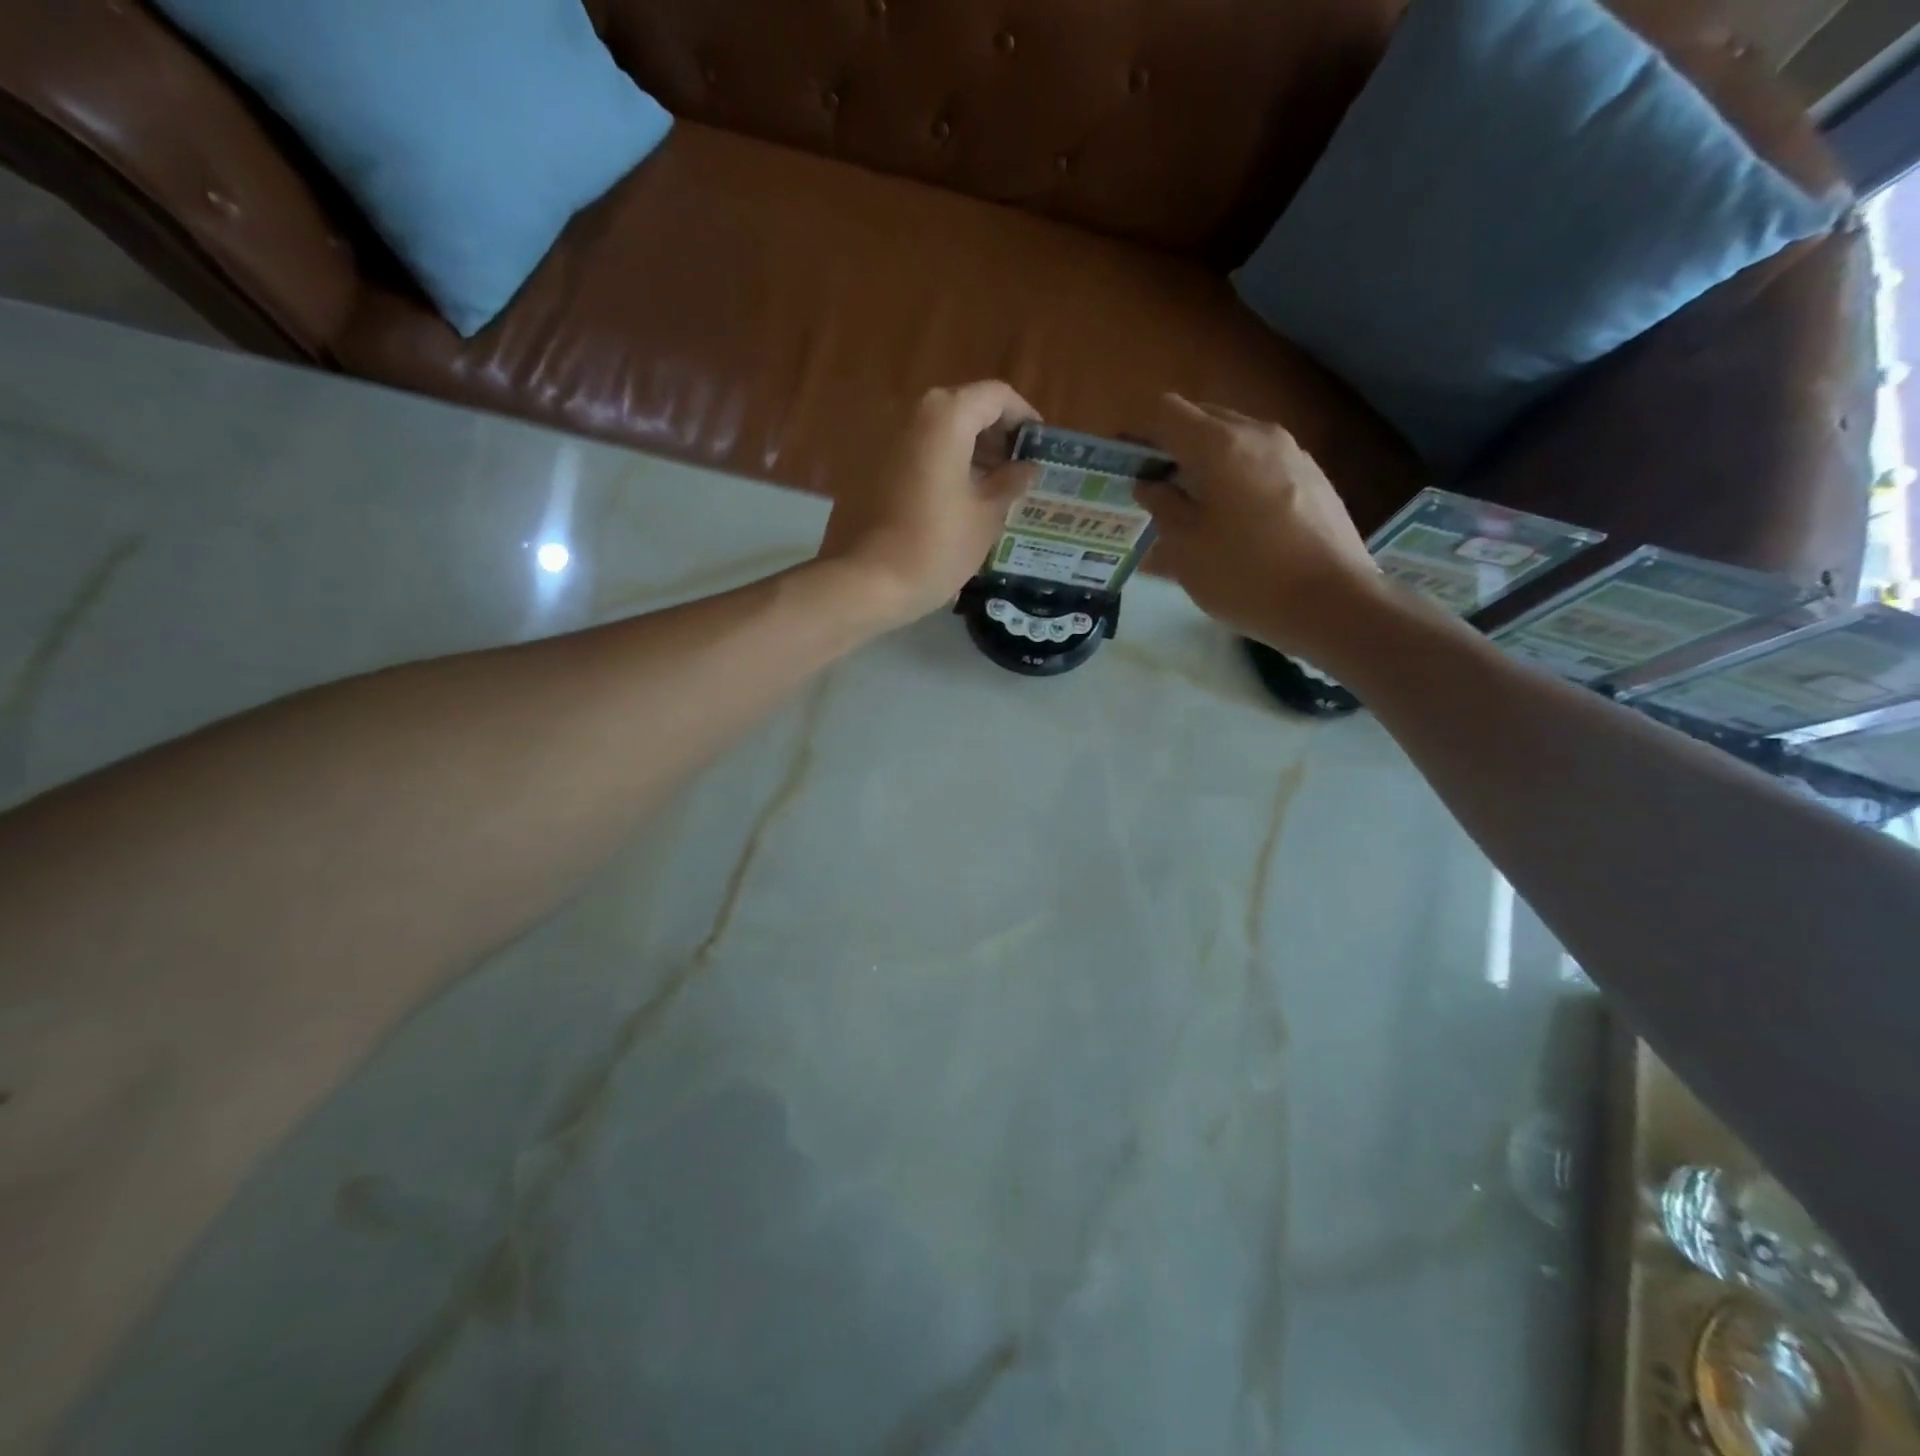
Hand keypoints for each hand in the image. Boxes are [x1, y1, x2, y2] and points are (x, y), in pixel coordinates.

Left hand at [817, 382, 1038, 626]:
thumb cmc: (937, 546)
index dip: (1023, 417)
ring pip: (938, 432)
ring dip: (968, 451)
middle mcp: (913, 415)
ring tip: (990, 489)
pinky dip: (941, 465)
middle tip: (1016, 471)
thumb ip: (1011, 482)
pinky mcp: (870, 467)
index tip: (1038, 447)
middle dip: (995, 435)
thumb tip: (1026, 468)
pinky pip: (916, 453)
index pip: (996, 396)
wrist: (868, 581)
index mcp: (947, 417)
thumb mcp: (986, 516)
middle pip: (964, 408)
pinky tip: (955, 501)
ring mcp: (886, 440)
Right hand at [1134, 394, 1384, 656]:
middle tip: (1149, 483)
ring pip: (1233, 438)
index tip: (1120, 458)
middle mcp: (1258, 433)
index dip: (1135, 428)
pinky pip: (1259, 460)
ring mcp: (1291, 452)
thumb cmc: (1246, 577)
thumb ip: (1162, 506)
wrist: (1333, 603)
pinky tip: (1230, 517)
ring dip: (1203, 459)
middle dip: (1169, 442)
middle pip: (1201, 418)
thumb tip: (1151, 483)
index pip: (1165, 411)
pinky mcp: (1312, 476)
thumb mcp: (1186, 549)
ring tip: (1188, 502)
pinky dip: (1233, 474)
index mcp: (1220, 445)